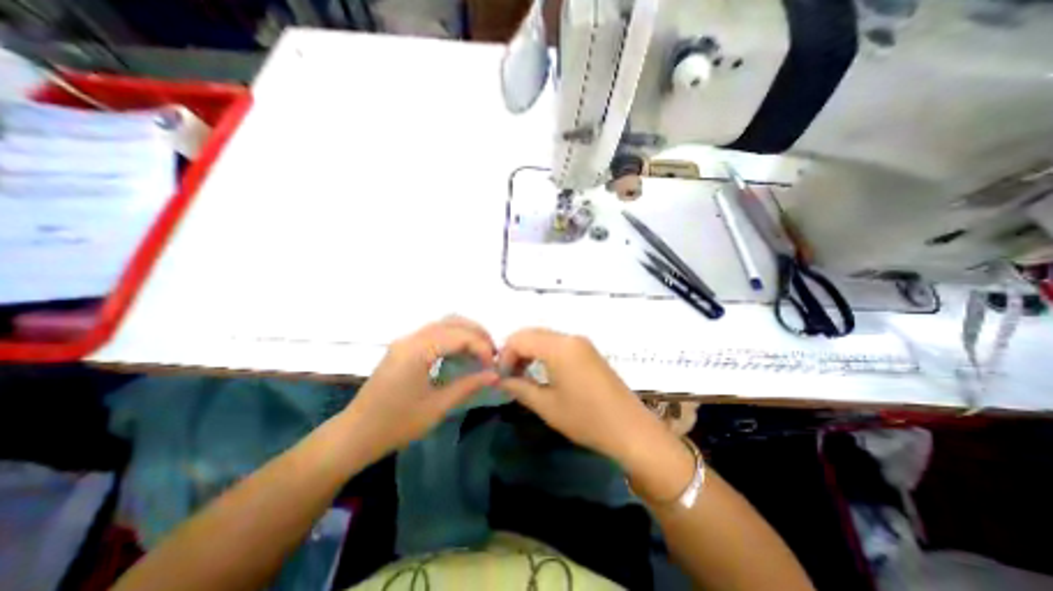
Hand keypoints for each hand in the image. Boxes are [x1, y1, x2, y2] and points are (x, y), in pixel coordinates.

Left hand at [342, 317, 498, 458]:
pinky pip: (435, 332)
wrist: (354, 435)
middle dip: (477, 333)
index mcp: (417, 350)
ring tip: (482, 351)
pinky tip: (462, 352)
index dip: (481, 347)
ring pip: (444, 323)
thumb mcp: (437, 407)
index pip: (459, 335)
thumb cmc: (396, 424)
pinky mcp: (404, 347)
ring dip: (466, 332)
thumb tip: (495, 375)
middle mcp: (411, 338)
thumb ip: (468, 386)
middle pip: (452, 321)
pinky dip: (454, 337)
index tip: (494, 366)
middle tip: (493, 353)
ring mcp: (405, 340)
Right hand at [499, 329, 669, 469]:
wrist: (630, 429)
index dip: (505, 355)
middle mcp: (570, 337)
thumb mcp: (547, 405)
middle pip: (532, 333)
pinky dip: (544, 353)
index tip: (501, 377)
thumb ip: (519, 387)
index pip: (520, 338)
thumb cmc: (586, 418)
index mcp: (559, 347)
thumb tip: (500, 379)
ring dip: (530, 351)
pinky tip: (543, 371)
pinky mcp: (589, 351)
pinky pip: (559, 343)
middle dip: (516, 351)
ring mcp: (582, 343)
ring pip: (545, 337)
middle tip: (509, 375)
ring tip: (523, 375)